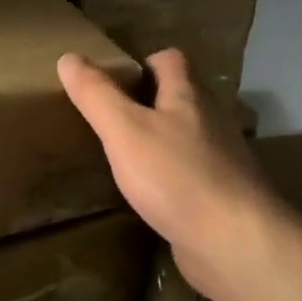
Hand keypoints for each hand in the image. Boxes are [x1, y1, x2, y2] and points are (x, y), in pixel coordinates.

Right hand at [58, 48, 280, 300]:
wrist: (233, 242)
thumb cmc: (176, 177)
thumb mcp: (124, 130)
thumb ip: (97, 95)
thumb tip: (68, 57)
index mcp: (188, 97)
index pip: (171, 60)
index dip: (145, 62)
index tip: (116, 80)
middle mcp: (211, 122)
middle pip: (183, 98)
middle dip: (152, 102)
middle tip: (113, 118)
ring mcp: (221, 161)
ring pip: (188, 138)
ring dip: (162, 141)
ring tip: (126, 156)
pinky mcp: (222, 196)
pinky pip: (193, 176)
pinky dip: (172, 178)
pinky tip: (151, 196)